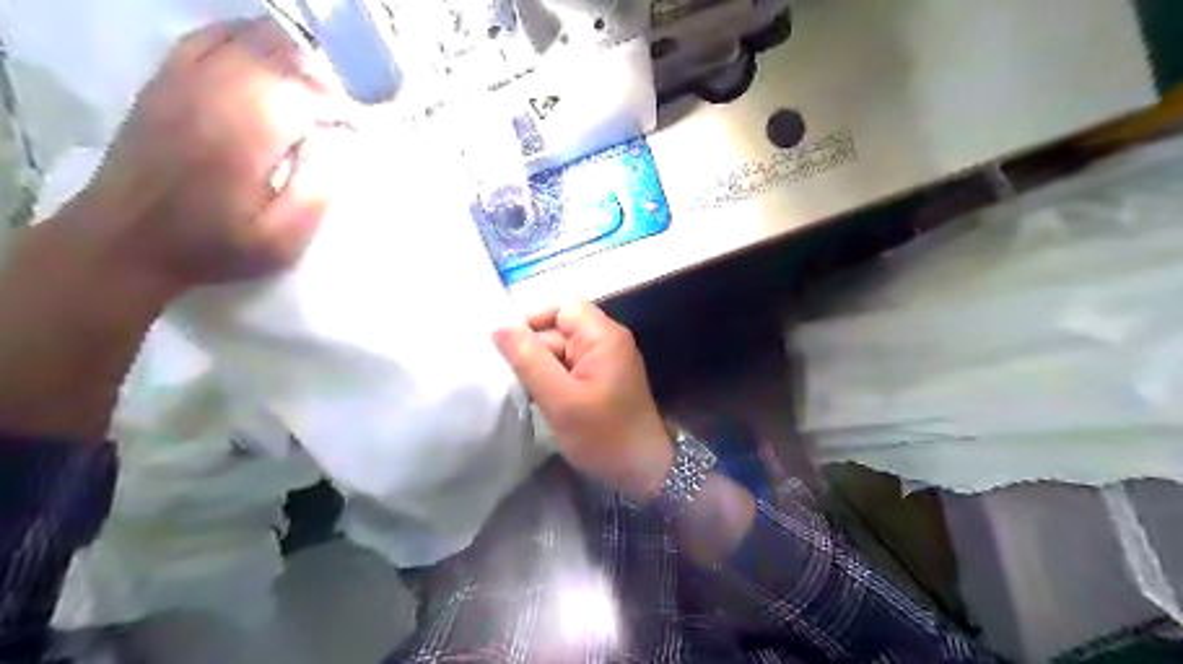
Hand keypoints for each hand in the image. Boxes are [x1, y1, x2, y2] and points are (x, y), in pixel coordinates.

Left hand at [71, 17, 348, 295]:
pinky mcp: (166, 80)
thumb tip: (342, 146)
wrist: (127, 241)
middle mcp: (213, 95)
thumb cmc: (215, 246)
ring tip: (316, 80)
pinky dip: (244, 37)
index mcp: (245, 136)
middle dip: (322, 73)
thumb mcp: (281, 241)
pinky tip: (267, 54)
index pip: (305, 89)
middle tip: (342, 103)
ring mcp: (184, 81)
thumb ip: (318, 193)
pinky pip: (208, 37)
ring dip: (290, 53)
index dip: (340, 100)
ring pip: (246, 38)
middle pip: (279, 54)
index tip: (357, 124)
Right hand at [492, 302, 674, 498]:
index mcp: (603, 336)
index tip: (509, 349)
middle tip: (512, 380)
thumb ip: (529, 360)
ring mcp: (605, 362)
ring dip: (541, 369)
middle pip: (560, 330)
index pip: (562, 308)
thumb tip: (499, 328)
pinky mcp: (602, 381)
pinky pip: (570, 369)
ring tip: (524, 393)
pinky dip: (553, 381)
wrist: (644, 471)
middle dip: (534, 351)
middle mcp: (607, 342)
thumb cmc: (604, 435)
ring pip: (562, 352)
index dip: (533, 322)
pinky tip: (541, 401)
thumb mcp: (560, 399)